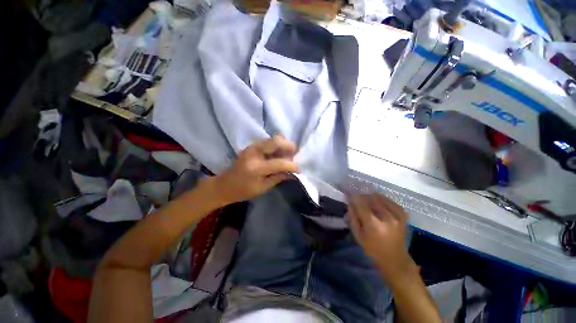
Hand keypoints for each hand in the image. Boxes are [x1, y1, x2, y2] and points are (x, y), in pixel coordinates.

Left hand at [212, 135, 298, 204]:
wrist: (224, 184)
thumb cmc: (243, 191)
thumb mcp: (262, 188)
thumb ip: (278, 178)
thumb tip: (292, 172)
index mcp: (256, 168)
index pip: (279, 163)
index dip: (292, 165)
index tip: (299, 169)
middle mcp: (254, 153)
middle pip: (276, 141)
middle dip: (289, 146)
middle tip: (294, 155)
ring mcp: (251, 147)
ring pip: (273, 138)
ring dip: (283, 145)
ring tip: (287, 155)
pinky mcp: (251, 146)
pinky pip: (268, 141)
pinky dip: (276, 146)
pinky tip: (278, 154)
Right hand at [349, 194, 413, 282]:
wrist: (395, 259)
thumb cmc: (373, 249)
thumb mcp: (358, 235)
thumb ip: (353, 218)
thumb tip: (350, 203)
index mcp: (373, 225)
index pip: (361, 205)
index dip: (354, 198)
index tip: (349, 195)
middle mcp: (386, 219)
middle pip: (372, 199)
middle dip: (363, 196)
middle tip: (358, 197)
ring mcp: (397, 217)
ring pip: (382, 199)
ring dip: (372, 196)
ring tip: (367, 198)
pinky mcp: (403, 217)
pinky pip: (392, 202)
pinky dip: (384, 200)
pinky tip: (379, 201)